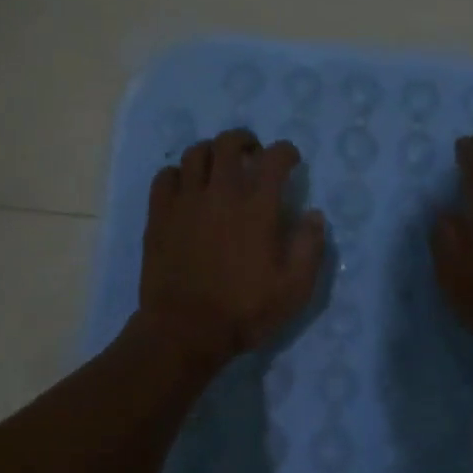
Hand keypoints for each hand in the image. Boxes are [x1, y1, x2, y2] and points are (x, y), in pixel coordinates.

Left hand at [137, 127, 325, 367]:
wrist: (185, 330)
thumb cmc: (245, 311)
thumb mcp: (295, 288)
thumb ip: (310, 247)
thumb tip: (314, 215)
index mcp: (258, 207)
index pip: (274, 158)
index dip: (286, 152)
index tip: (290, 160)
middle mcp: (221, 193)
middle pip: (229, 144)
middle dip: (245, 141)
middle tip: (253, 154)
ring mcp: (185, 201)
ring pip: (195, 153)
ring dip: (212, 153)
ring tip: (219, 167)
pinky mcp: (159, 215)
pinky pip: (165, 176)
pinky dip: (179, 173)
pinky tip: (186, 188)